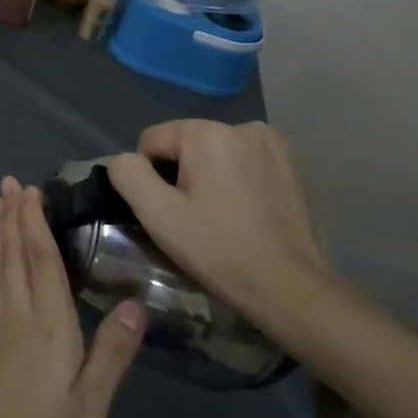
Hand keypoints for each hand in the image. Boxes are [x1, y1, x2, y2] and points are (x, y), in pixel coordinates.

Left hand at [0, 178, 147, 417]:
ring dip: (0, 234)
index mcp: (47, 325)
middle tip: (8, 183)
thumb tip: (136, 302)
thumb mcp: (90, 406)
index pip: (41, 260)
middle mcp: (17, 316)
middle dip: (12, 217)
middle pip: (14, 255)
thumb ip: (112, 352)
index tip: (30, 190)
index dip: (35, 223)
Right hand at [105, 121, 333, 327]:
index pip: (152, 140)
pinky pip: (243, 163)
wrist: (293, 290)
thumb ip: (127, 174)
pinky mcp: (293, 166)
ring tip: (219, 218)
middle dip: (180, 175)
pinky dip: (236, 182)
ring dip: (208, 177)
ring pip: (214, 154)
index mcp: (210, 133)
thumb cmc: (220, 251)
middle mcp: (244, 127)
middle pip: (185, 144)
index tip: (170, 212)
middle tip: (193, 219)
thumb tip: (124, 160)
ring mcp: (275, 145)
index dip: (150, 177)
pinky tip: (244, 214)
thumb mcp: (158, 215)